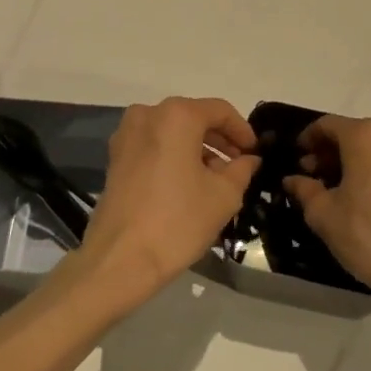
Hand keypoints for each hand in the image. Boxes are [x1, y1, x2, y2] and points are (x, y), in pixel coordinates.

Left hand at [75, 97, 258, 311]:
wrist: (119, 260)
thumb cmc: (178, 221)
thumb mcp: (224, 196)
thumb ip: (242, 169)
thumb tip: (248, 159)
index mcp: (177, 115)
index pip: (220, 110)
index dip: (242, 130)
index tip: (255, 152)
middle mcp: (148, 114)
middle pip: (194, 117)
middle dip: (219, 139)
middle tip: (239, 164)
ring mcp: (127, 135)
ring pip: (172, 132)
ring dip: (197, 148)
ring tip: (216, 177)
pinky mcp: (115, 157)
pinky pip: (154, 145)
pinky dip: (174, 155)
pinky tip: (188, 183)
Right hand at [283, 115, 370, 306]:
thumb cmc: (368, 234)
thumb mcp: (324, 214)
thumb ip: (304, 190)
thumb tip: (293, 179)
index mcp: (365, 136)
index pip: (327, 125)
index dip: (308, 139)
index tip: (297, 158)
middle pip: (353, 134)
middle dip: (330, 153)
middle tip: (312, 178)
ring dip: (352, 162)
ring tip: (337, 191)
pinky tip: (363, 199)